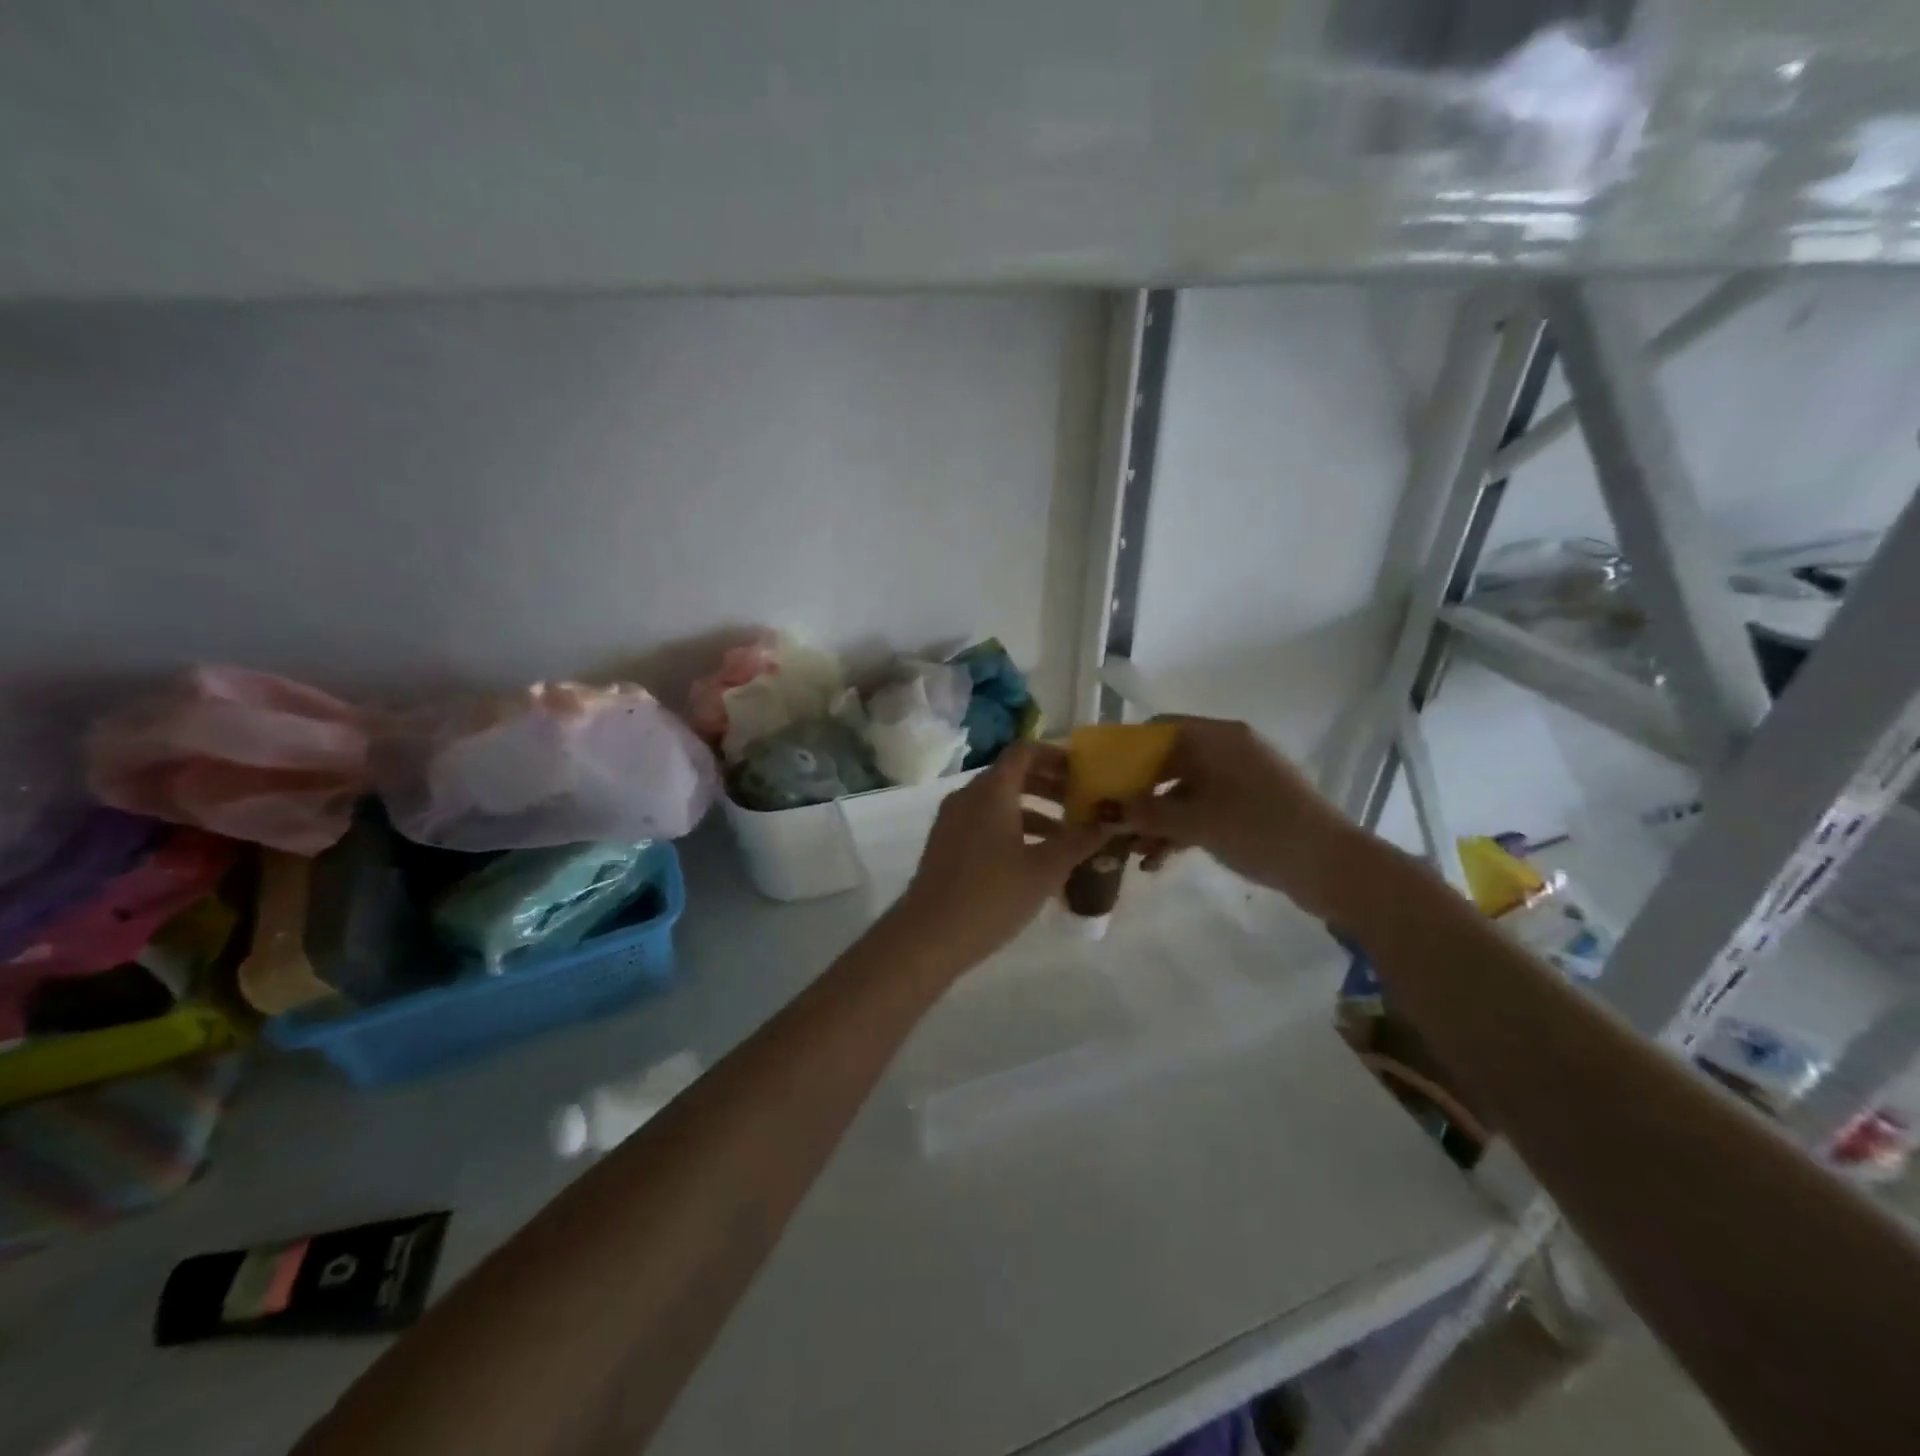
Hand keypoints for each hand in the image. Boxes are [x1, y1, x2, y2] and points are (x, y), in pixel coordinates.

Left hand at [886, 742, 1112, 979]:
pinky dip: (1013, 829)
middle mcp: (968, 796)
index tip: (1084, 773)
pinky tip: (1036, 860)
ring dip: (1034, 811)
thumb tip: (1110, 821)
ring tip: (1068, 837)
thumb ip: (1079, 841)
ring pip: (999, 802)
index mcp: (991, 791)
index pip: (1025, 751)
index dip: (1056, 756)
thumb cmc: (992, 896)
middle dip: (1050, 786)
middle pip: (1013, 775)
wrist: (929, 937)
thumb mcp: (1045, 869)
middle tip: (1083, 804)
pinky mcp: (946, 844)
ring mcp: (953, 820)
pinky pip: (985, 822)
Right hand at [1112, 717, 1361, 919]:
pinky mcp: (1248, 807)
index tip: (1099, 776)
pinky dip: (1180, 830)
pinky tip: (1158, 861)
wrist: (1331, 866)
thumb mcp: (1195, 821)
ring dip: (1156, 819)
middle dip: (1137, 793)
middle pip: (1168, 762)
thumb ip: (1145, 812)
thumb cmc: (1259, 828)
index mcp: (1218, 738)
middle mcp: (1228, 750)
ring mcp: (1240, 780)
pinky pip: (1202, 809)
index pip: (1159, 728)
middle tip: (1109, 819)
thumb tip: (1101, 810)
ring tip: (1131, 851)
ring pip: (1183, 791)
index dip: (1125, 749)